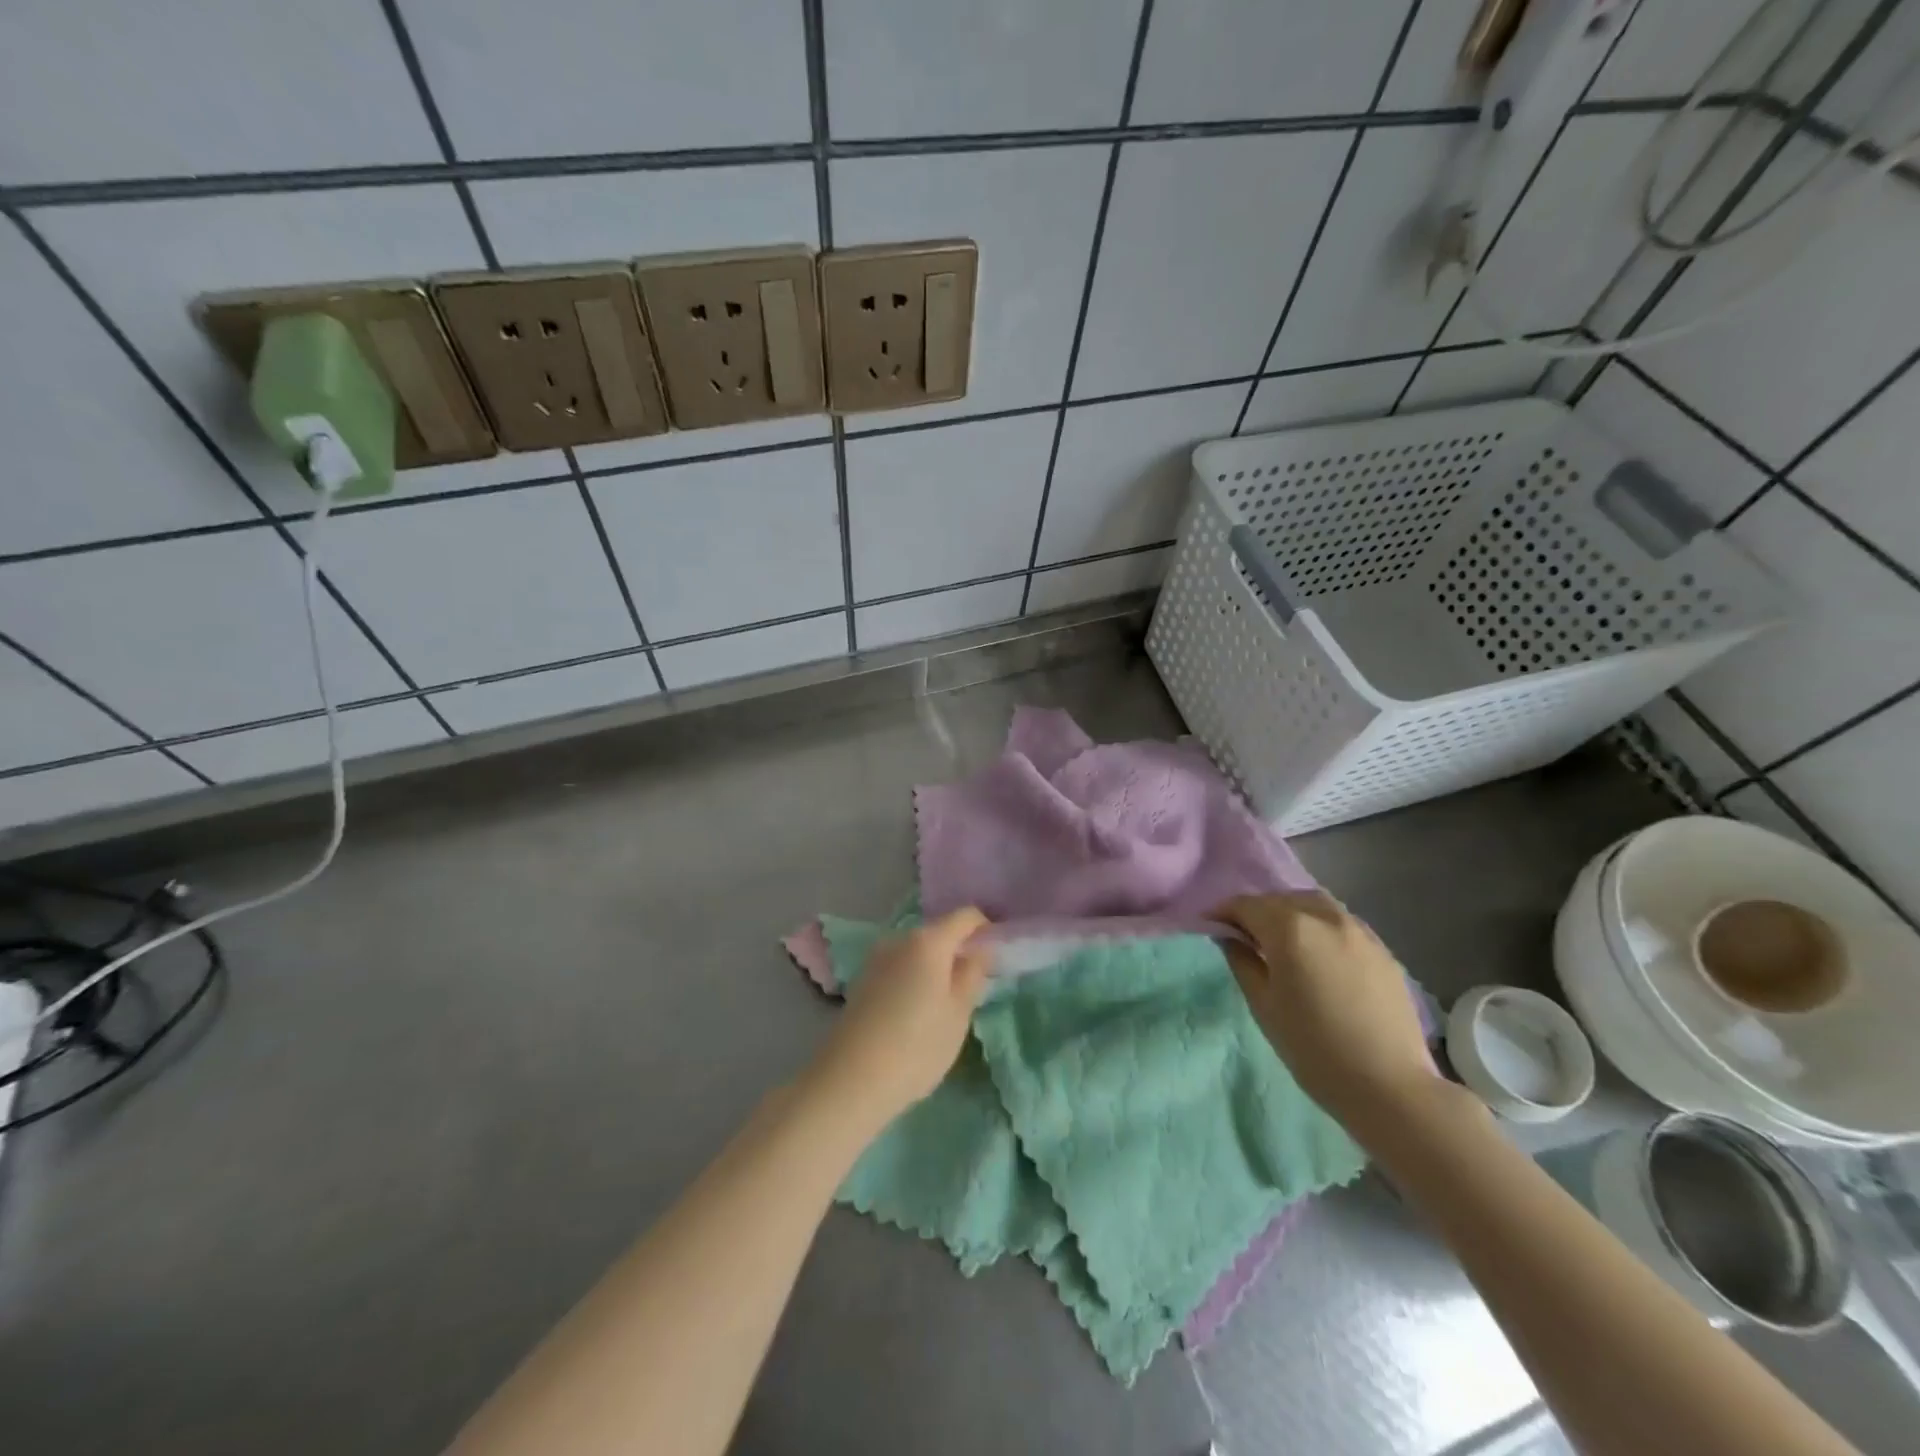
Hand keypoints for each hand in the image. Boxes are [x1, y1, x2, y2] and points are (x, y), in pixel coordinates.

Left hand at [808, 908, 991, 1128]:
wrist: (851, 1080)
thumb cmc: (917, 1046)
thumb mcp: (959, 1013)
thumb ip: (973, 974)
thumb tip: (980, 950)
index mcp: (928, 940)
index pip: (966, 916)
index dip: (986, 929)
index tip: (998, 956)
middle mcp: (900, 938)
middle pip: (940, 932)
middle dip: (960, 951)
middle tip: (975, 986)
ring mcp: (877, 958)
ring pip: (918, 951)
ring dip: (936, 966)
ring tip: (946, 1004)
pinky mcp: (863, 979)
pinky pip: (900, 967)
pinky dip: (915, 978)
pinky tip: (917, 1012)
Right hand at [1216, 892, 1434, 1133]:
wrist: (1390, 1086)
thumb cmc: (1313, 1048)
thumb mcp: (1263, 1005)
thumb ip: (1242, 961)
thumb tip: (1231, 937)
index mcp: (1290, 928)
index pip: (1246, 905)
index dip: (1223, 912)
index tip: (1210, 925)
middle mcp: (1325, 917)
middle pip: (1281, 899)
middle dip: (1257, 911)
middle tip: (1244, 935)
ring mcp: (1358, 930)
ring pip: (1314, 904)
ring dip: (1290, 912)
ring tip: (1281, 940)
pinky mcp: (1382, 949)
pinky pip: (1340, 922)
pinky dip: (1319, 925)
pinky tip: (1318, 953)